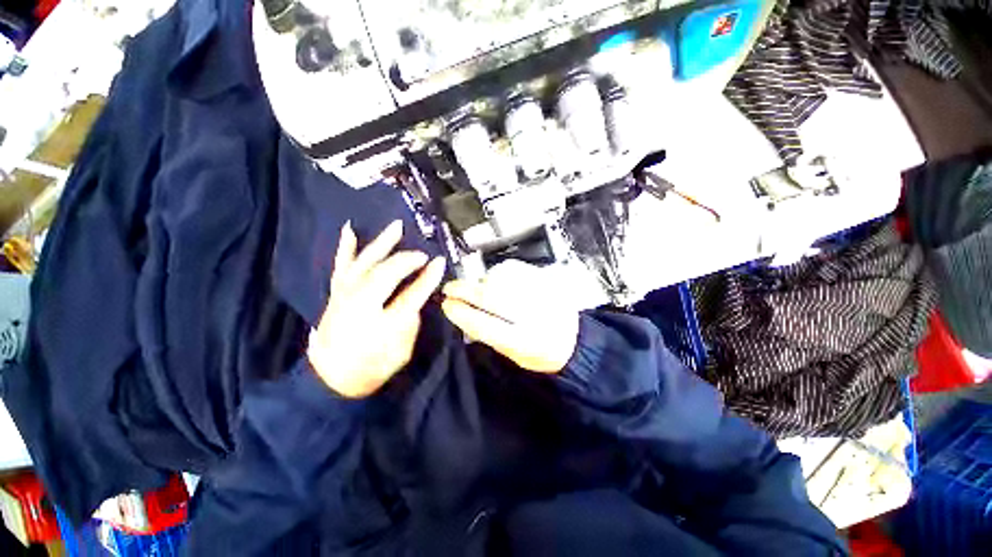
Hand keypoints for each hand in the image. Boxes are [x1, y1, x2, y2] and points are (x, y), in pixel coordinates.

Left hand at [307, 220, 445, 397]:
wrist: (330, 379)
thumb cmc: (371, 368)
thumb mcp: (402, 352)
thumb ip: (410, 323)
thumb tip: (415, 300)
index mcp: (382, 323)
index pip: (412, 295)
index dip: (429, 278)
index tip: (441, 263)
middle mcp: (360, 304)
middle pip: (386, 273)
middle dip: (407, 259)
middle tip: (422, 255)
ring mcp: (345, 295)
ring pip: (364, 262)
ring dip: (382, 243)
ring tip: (396, 226)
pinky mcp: (336, 293)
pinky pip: (341, 265)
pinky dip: (345, 247)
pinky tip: (349, 230)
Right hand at [441, 260, 579, 373]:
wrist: (574, 341)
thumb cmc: (540, 353)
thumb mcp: (513, 356)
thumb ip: (487, 335)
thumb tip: (460, 313)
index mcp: (526, 342)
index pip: (487, 325)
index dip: (462, 314)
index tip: (446, 305)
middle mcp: (535, 315)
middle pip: (492, 296)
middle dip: (465, 290)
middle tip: (450, 288)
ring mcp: (543, 293)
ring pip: (501, 278)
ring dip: (481, 281)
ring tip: (475, 287)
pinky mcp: (547, 279)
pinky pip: (514, 269)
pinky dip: (498, 273)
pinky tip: (494, 280)